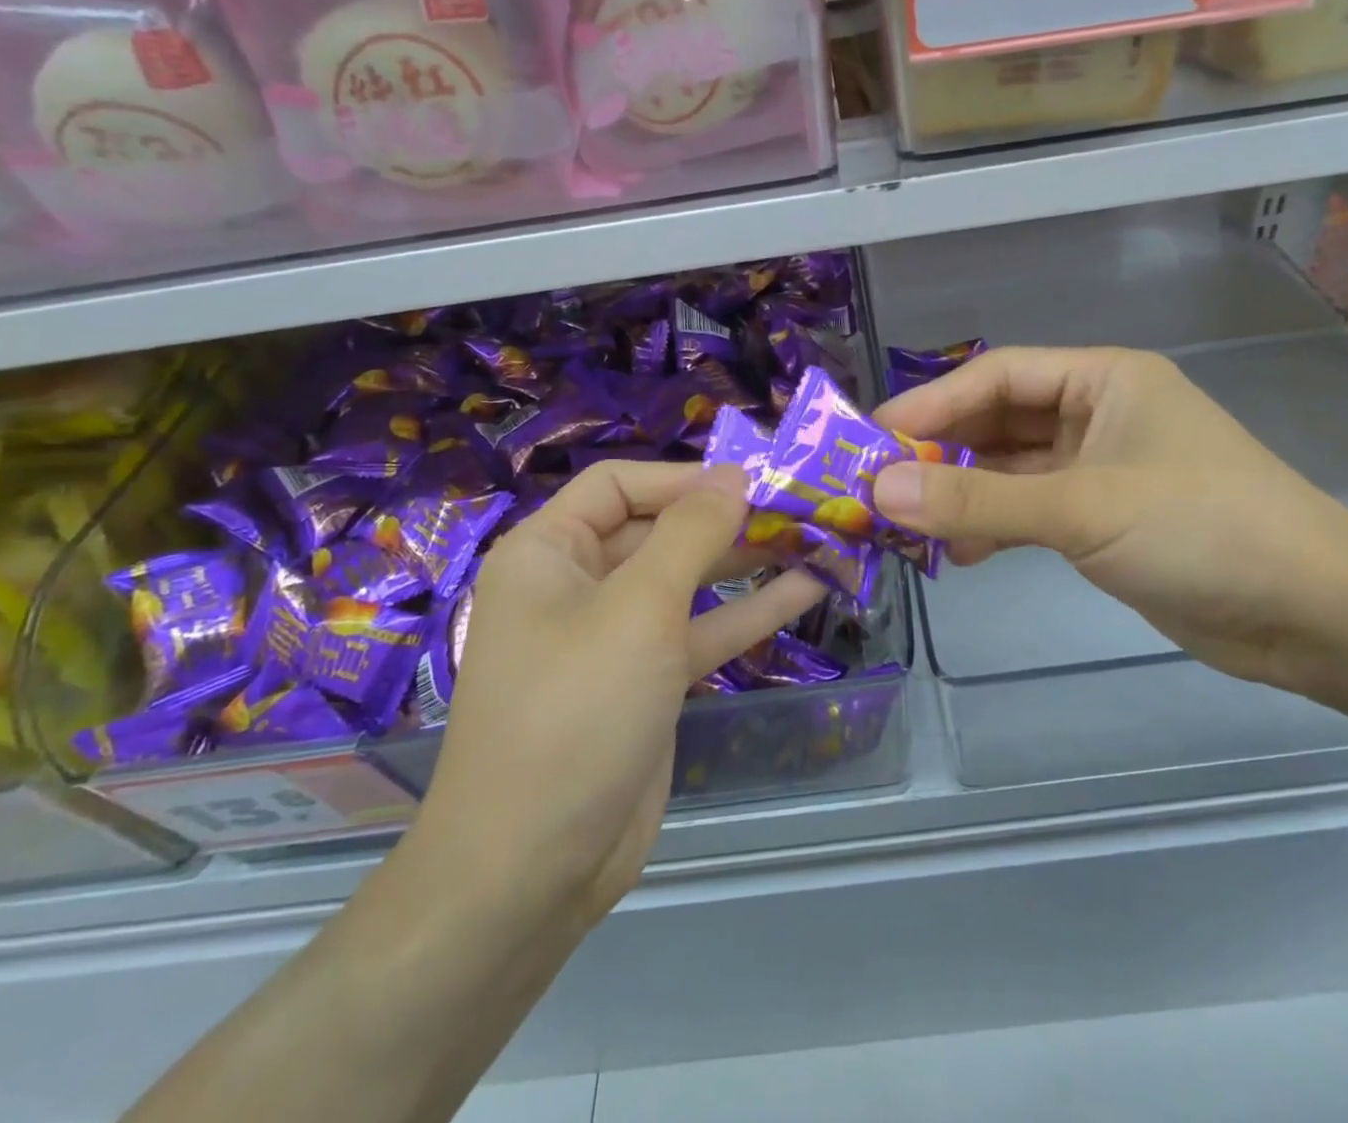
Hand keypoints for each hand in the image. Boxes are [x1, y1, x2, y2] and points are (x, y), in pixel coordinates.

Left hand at [418, 461, 823, 929]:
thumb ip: (691, 534)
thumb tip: (735, 476)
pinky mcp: (648, 681)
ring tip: (815, 538)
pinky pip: (701, 630)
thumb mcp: (638, 609)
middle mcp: (578, 584)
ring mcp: (616, 636)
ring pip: (688, 580)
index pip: (619, 485)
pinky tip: (807, 589)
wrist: (532, 869)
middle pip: (659, 530)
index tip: (752, 481)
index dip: (684, 477)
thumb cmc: (575, 712)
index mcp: (549, 552)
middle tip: (799, 508)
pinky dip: (749, 611)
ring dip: (748, 561)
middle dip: (727, 519)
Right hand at [872, 347, 1347, 692]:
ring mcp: (1100, 467)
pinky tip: (962, 552)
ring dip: (962, 492)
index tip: (872, 440)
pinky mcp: (1103, 518)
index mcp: (1102, 379)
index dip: (930, 404)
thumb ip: (979, 499)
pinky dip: (994, 524)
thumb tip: (880, 489)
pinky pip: (1029, 508)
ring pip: (1010, 468)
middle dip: (940, 451)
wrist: (1314, 614)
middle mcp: (1097, 413)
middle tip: (878, 485)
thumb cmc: (1204, 530)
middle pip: (998, 420)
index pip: (995, 376)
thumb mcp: (1082, 508)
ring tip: (910, 525)